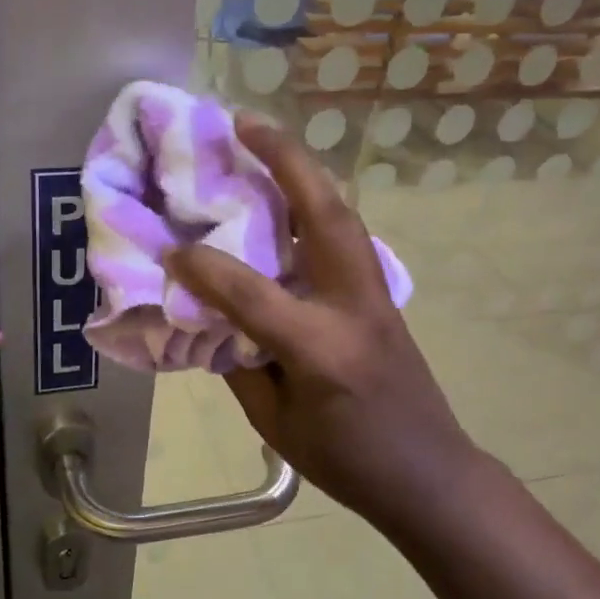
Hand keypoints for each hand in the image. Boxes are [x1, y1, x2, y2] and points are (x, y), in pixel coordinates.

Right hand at [166, 116, 472, 527]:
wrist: (429, 474)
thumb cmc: (346, 462)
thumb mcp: (275, 423)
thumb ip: (242, 364)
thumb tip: (216, 318)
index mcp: (320, 348)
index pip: (250, 292)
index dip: (203, 269)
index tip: (170, 250)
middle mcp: (353, 307)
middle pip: (323, 215)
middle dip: (285, 161)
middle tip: (244, 123)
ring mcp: (377, 296)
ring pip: (344, 215)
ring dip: (305, 172)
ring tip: (266, 144)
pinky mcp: (385, 297)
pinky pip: (348, 238)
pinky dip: (318, 207)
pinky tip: (292, 202)